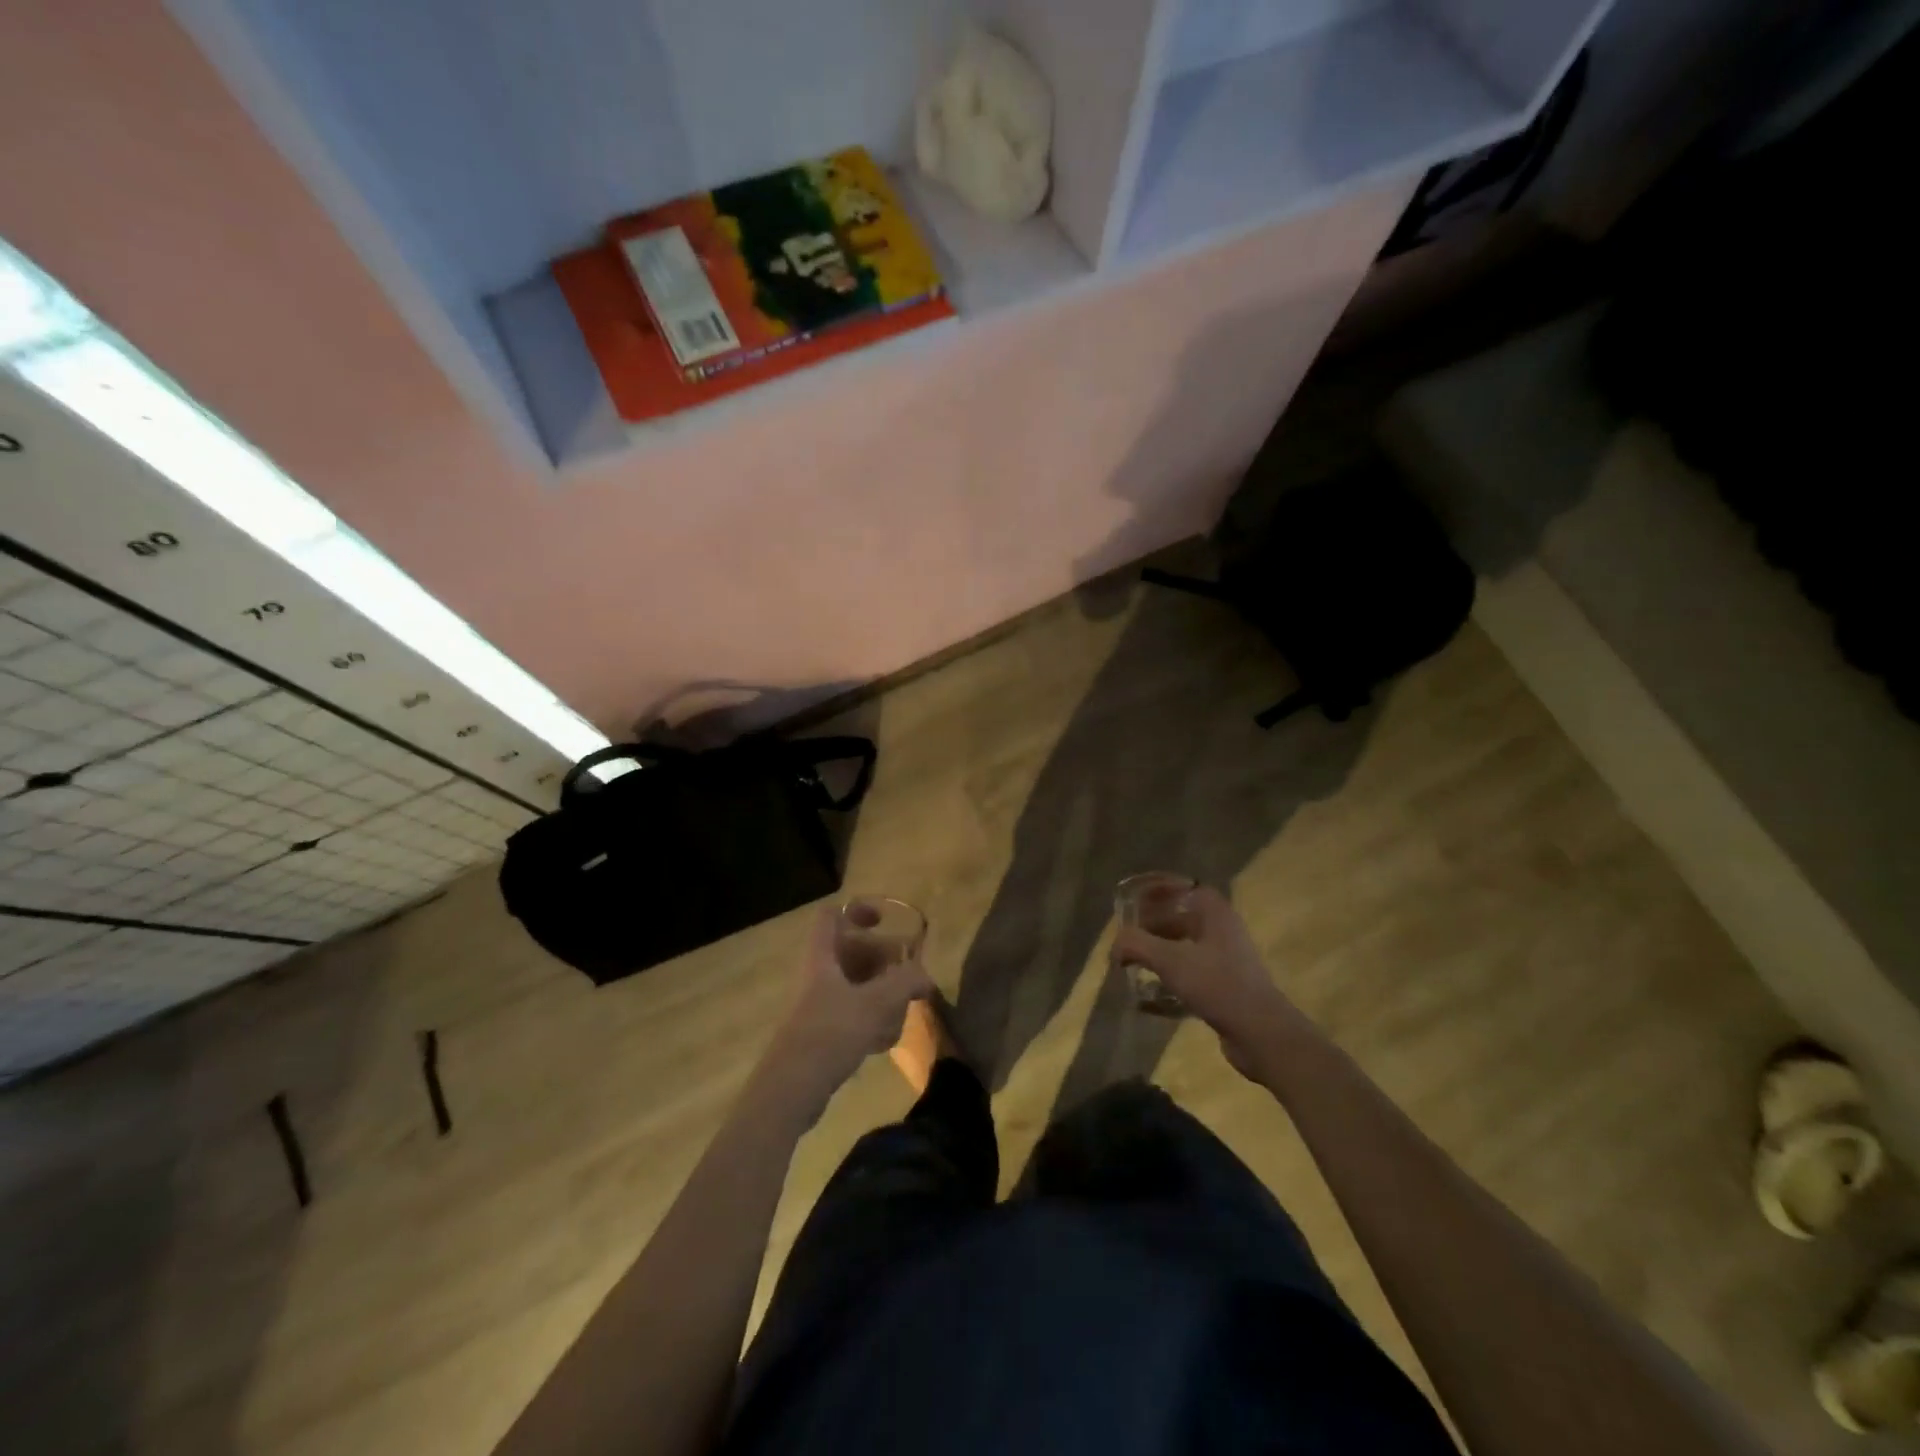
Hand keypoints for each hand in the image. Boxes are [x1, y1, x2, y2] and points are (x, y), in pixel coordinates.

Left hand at [757, 906, 932, 1116]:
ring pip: (854, 984)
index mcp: (822, 957)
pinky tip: (885, 1040)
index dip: (857, 910)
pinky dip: (870, 1018)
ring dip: (880, 992)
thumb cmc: (830, 1033)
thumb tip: (925, 977)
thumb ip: (905, 982)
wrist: (790, 1090)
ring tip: (900, 1010)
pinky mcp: (820, 1032)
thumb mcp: (875, 1003)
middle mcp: (817, 975)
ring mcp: (817, 1004)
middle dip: (881, 959)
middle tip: (906, 973)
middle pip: (850, 951)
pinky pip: (850, 1012)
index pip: (832, 915)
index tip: (884, 921)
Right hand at [1112, 886, 1304, 1079]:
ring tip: (1134, 964)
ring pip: (1186, 948)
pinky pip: (1192, 975)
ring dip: (1160, 953)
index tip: (1136, 899)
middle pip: (1183, 918)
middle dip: (1154, 925)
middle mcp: (1224, 932)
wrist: (1261, 1034)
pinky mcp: (1226, 989)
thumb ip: (1136, 945)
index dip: (1162, 889)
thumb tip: (1115, 946)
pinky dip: (1170, 979)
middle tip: (1128, 936)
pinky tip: (1149, 998)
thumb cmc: (1217, 985)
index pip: (1187, 888)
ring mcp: (1228, 962)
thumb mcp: (1170, 960)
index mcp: (1216, 914)